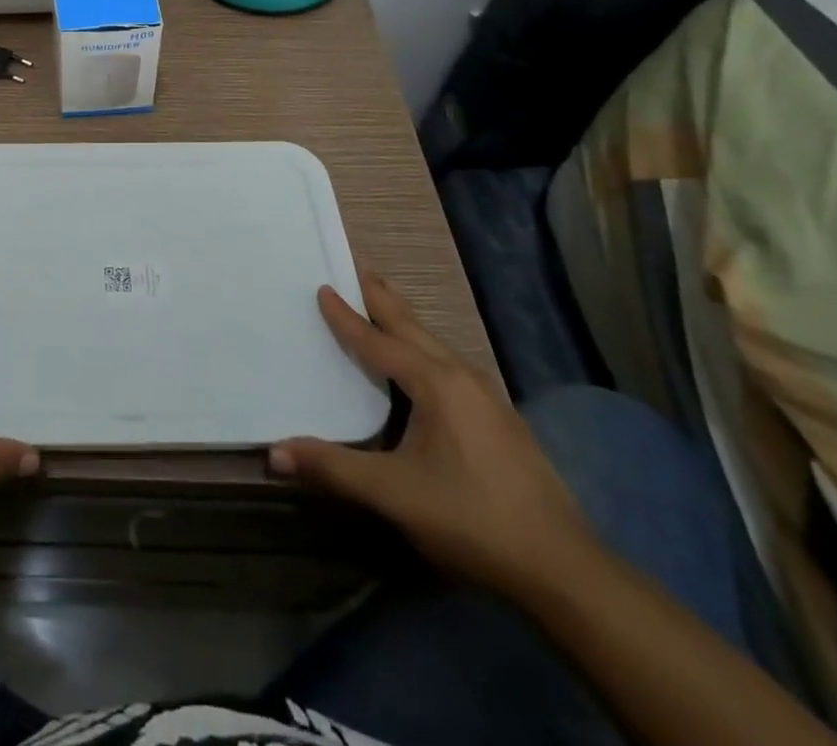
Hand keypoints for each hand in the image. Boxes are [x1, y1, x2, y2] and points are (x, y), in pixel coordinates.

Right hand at [270, 277, 594, 597]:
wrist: (563, 567)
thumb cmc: (470, 517)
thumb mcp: (394, 493)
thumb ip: (333, 468)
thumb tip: (274, 453)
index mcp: (435, 383)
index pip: (378, 341)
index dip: (347, 317)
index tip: (323, 287)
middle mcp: (462, 377)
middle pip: (413, 327)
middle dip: (382, 298)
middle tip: (357, 269)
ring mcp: (488, 397)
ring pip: (436, 344)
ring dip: (405, 321)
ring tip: (383, 305)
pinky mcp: (501, 419)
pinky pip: (451, 364)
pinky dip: (424, 347)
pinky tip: (424, 363)